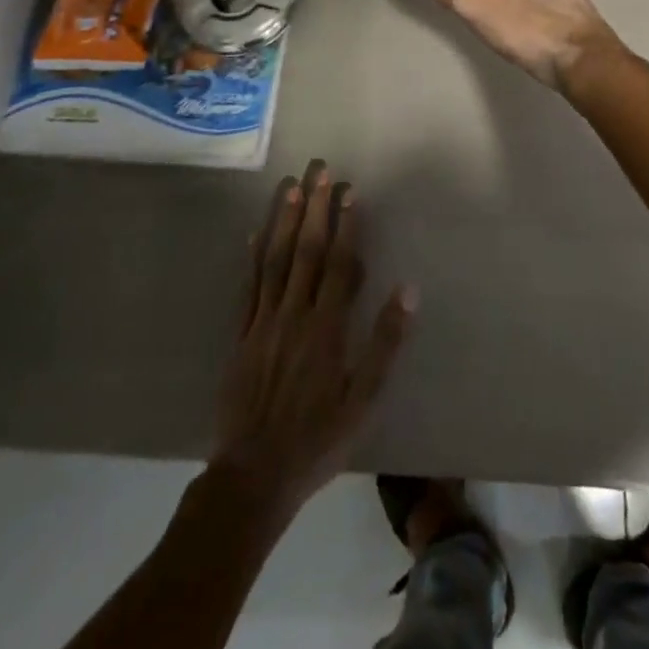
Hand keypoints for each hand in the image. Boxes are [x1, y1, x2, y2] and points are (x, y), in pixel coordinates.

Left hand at [211, 161, 414, 517]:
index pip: (339, 263)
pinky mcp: (240, 336)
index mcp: (326, 327)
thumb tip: (408, 290)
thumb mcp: (364, 400)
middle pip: (306, 251)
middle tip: (319, 170)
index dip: (346, 225)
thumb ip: (385, 343)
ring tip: (289, 186)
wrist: (253, 478)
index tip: (350, 191)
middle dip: (314, 207)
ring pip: (274, 260)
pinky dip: (252, 257)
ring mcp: (262, 323)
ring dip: (283, 220)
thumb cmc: (318, 439)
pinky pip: (247, 288)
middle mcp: (293, 314)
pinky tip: (254, 233)